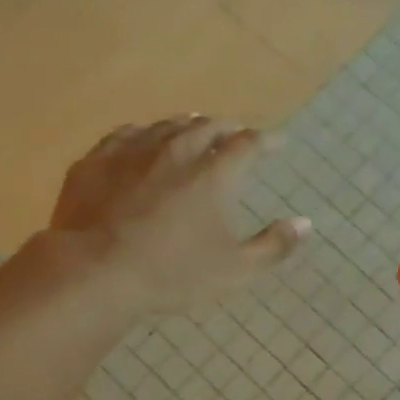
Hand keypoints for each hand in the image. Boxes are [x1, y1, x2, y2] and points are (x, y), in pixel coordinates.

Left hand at [48, 116, 309, 314]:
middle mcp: (176, 151)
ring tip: (195, 128)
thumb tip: (305, 224)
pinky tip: (142, 140)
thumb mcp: (234, 271)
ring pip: (167, 125)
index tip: (278, 143)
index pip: (249, 144)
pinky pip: (126, 134)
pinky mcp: (97, 160)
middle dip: (227, 128)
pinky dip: (144, 134)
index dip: (267, 141)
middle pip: (207, 126)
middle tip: (236, 133)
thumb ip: (274, 247)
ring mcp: (132, 151)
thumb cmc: (172, 274)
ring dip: (187, 126)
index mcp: (214, 174)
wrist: (94, 272)